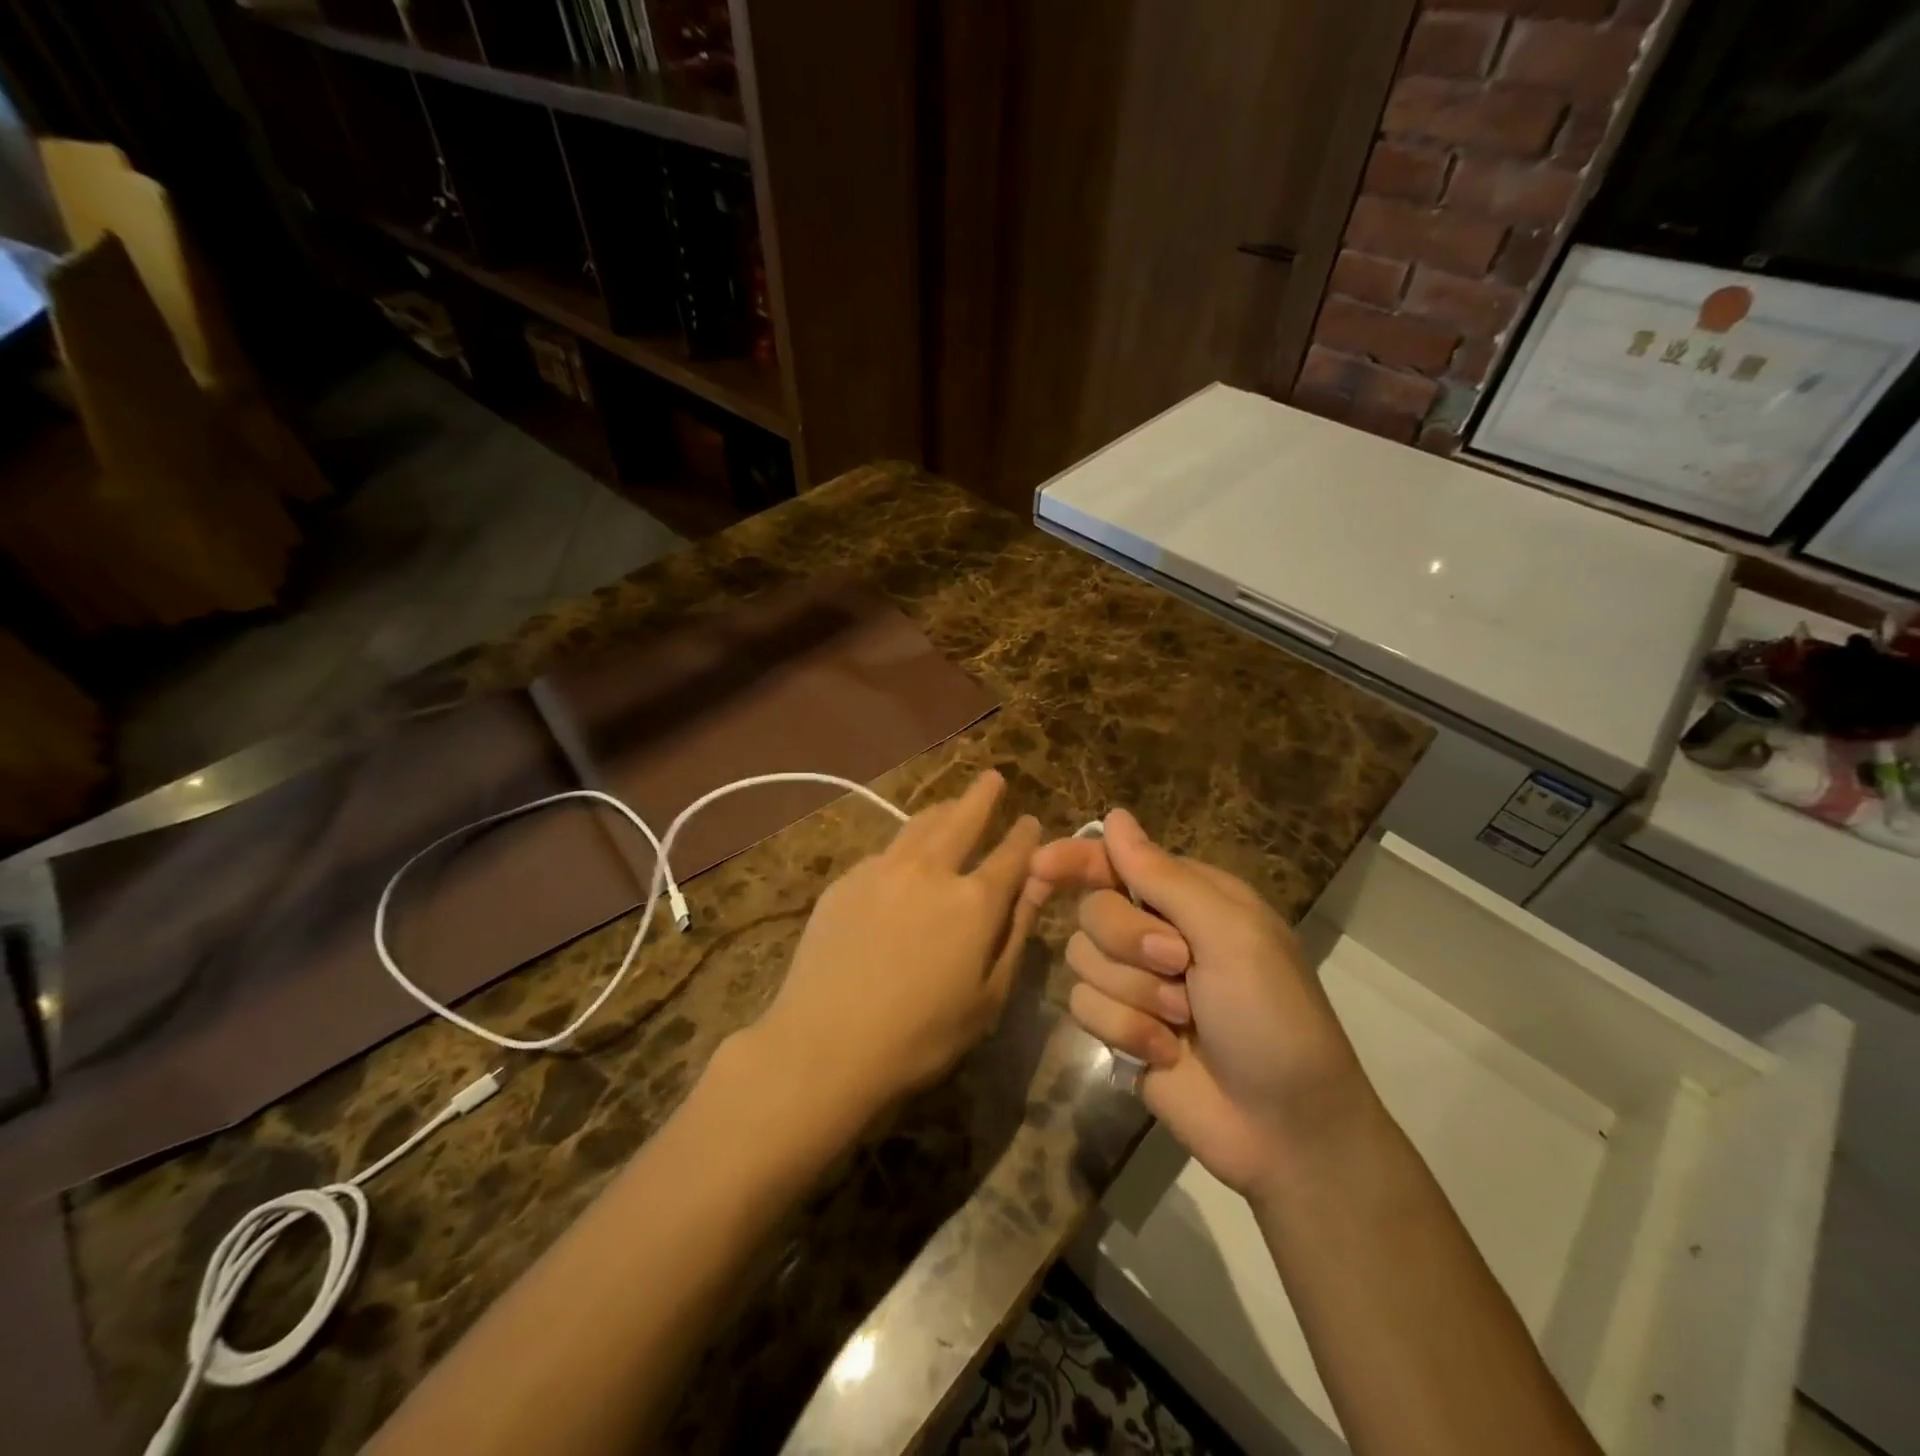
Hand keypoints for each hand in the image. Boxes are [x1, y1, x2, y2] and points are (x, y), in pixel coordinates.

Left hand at [750, 771, 1044, 1119]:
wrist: (823, 1045)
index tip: (1031, 820)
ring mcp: (883, 869)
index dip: (1026, 835)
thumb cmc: (919, 1037)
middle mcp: (931, 871)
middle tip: (993, 778)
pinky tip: (903, 859)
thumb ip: (1015, 935)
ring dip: (943, 810)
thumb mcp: (987, 999)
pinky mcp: (846, 880)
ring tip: (952, 805)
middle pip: (963, 818)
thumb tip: (1037, 886)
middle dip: (982, 795)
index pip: (1011, 854)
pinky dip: (905, 846)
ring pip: (920, 825)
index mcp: (974, 902)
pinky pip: (885, 851)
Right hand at [1029, 809, 1369, 1199]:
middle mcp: (1157, 930)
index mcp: (1190, 897)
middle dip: (1129, 941)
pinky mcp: (1119, 1026)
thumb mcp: (1230, 934)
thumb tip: (1115, 816)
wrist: (1286, 1127)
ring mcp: (1136, 981)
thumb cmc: (1272, 1015)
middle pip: (1093, 910)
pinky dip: (1125, 1029)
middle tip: (1179, 964)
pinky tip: (1164, 1053)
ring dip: (1133, 992)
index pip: (1116, 860)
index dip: (1076, 858)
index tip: (1040, 867)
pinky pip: (1083, 1006)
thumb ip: (1163, 877)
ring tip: (1181, 1019)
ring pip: (1082, 959)